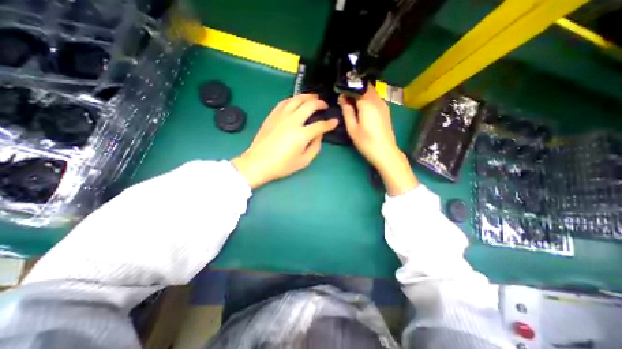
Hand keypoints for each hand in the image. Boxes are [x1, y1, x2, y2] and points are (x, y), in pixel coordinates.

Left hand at [230, 95, 337, 189]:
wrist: (258, 162)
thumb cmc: (282, 165)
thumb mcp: (304, 161)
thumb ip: (315, 147)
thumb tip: (319, 134)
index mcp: (302, 134)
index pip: (320, 125)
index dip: (330, 123)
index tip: (335, 121)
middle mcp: (293, 121)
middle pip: (310, 105)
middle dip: (320, 103)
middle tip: (325, 105)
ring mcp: (281, 116)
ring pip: (297, 99)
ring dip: (308, 96)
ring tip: (314, 97)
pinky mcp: (272, 115)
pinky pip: (284, 102)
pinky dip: (293, 99)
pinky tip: (296, 101)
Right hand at [338, 86, 419, 195]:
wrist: (385, 152)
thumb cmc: (366, 142)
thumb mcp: (352, 128)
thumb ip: (347, 112)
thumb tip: (342, 99)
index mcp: (367, 104)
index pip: (356, 88)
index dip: (347, 89)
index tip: (340, 96)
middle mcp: (377, 100)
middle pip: (365, 87)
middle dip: (355, 89)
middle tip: (346, 99)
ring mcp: (383, 105)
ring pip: (371, 92)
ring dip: (362, 94)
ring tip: (353, 103)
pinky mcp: (386, 110)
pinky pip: (376, 98)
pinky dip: (368, 99)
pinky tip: (363, 108)